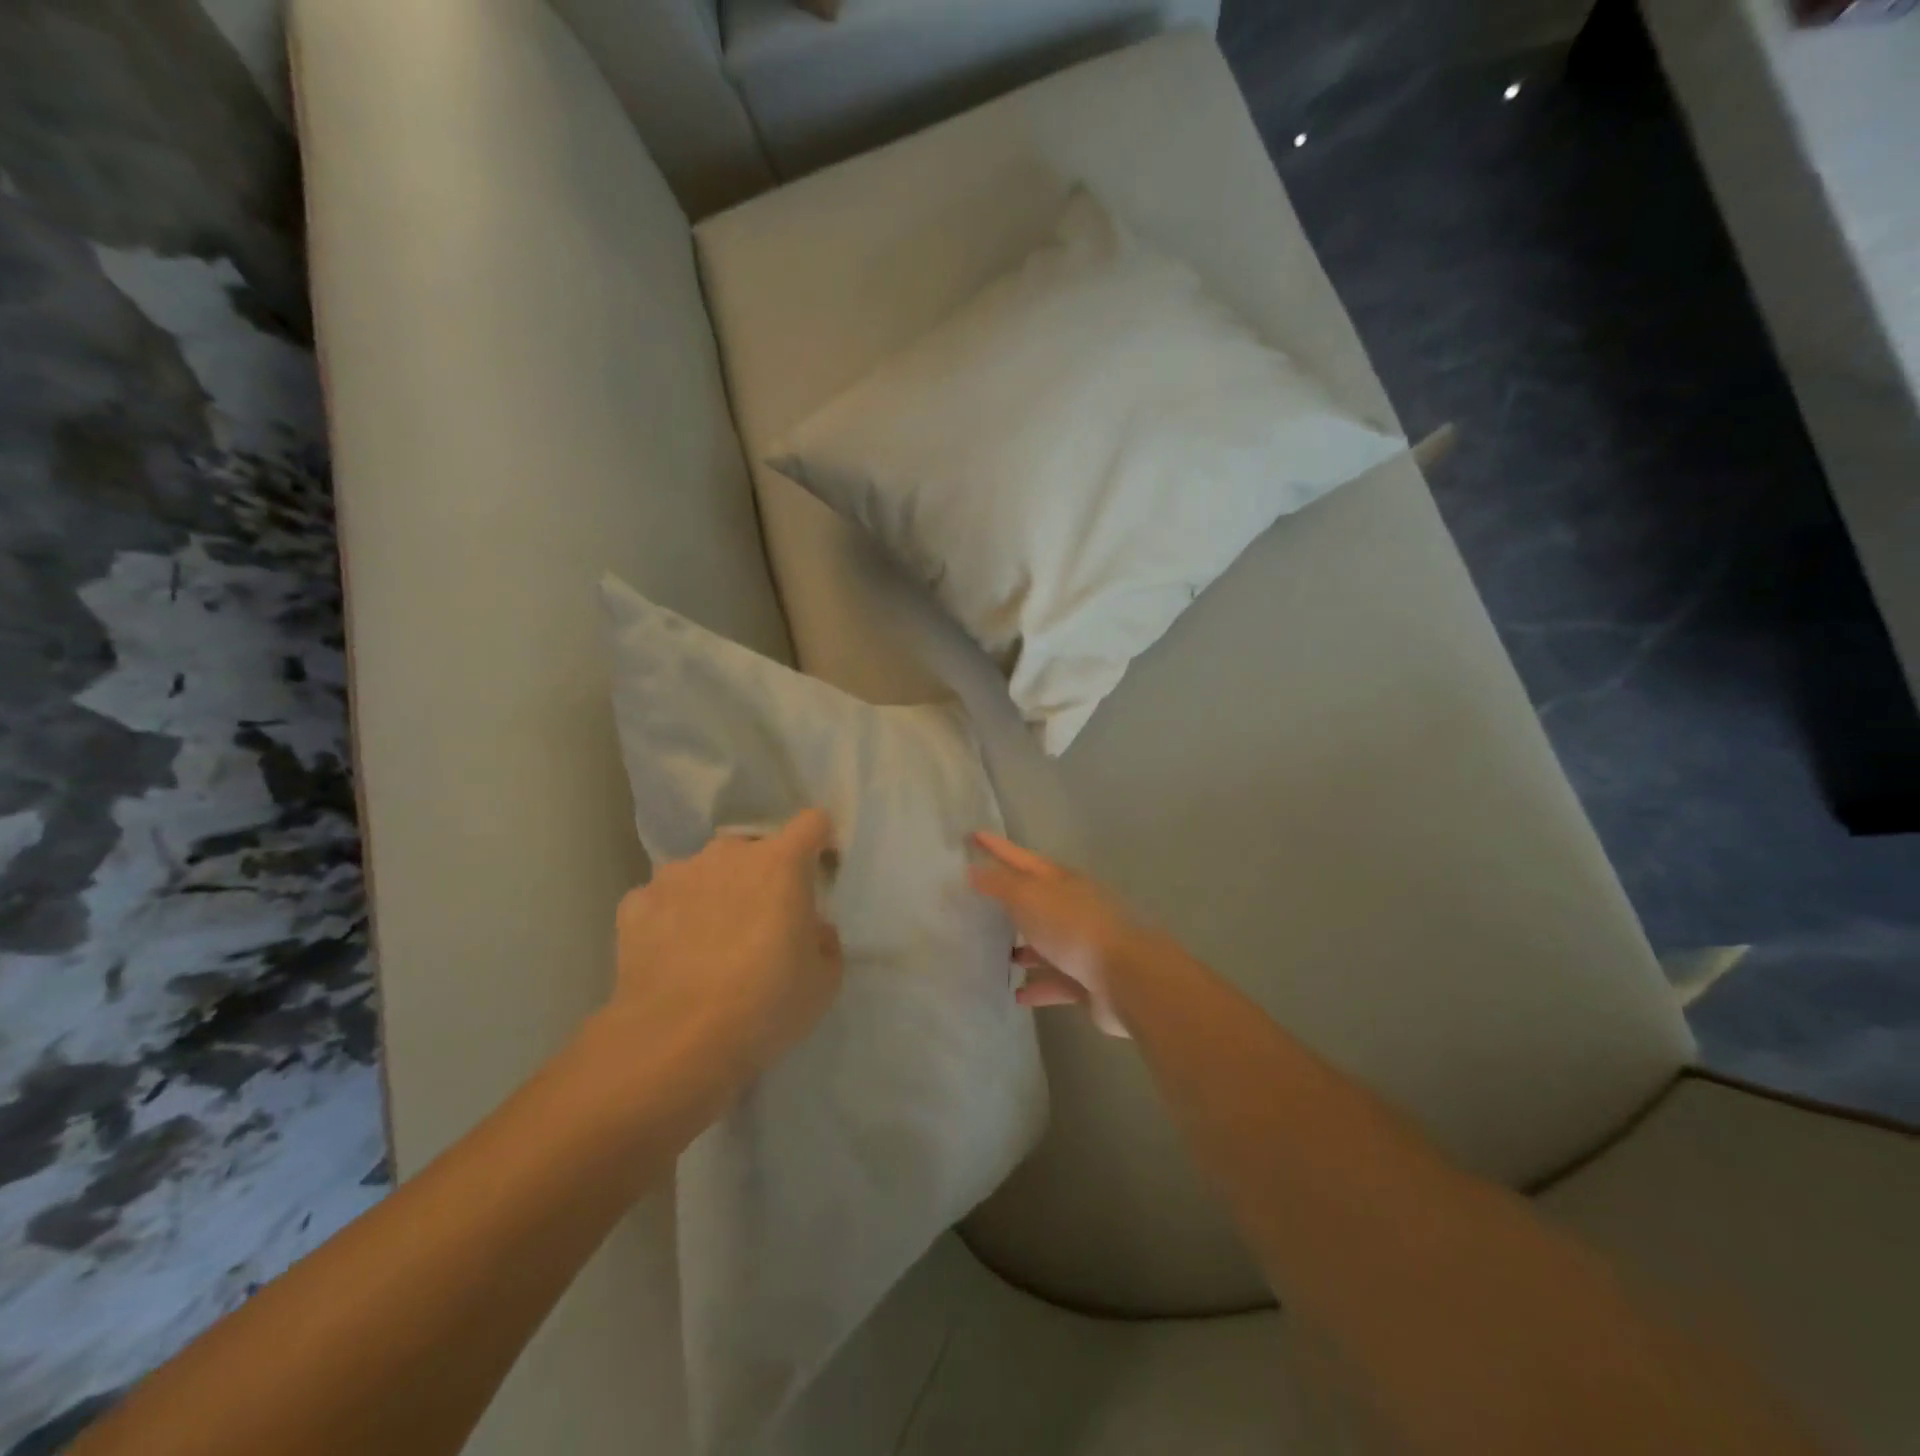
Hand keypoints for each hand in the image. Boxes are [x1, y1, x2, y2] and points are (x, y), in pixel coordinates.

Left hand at [605, 810, 842, 1087]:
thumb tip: (811, 928)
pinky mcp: (636, 902)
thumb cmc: (764, 1004)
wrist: (674, 1042)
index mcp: (781, 863)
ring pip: (707, 872)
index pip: (811, 823)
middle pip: (755, 850)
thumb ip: (824, 940)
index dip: (819, 843)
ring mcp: (676, 874)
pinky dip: (673, 917)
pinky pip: (665, 898)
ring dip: (716, 893)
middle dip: (762, 876)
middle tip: (763, 923)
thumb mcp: (824, 981)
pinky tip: (673, 955)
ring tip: (711, 943)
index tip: (819, 873)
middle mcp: (728, 854)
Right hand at [968, 831, 1166, 1037]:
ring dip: (1026, 948)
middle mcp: (1073, 908)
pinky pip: (1057, 981)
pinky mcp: (1087, 980)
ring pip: (1047, 942)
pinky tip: (1018, 995)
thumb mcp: (1030, 898)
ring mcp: (1083, 945)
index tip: (973, 835)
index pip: (1021, 858)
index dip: (997, 847)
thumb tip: (974, 869)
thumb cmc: (1074, 928)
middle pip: (1037, 899)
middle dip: (1012, 901)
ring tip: (998, 955)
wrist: (1127, 976)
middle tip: (981, 902)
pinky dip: (1038, 986)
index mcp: (1061, 881)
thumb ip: (1000, 884)